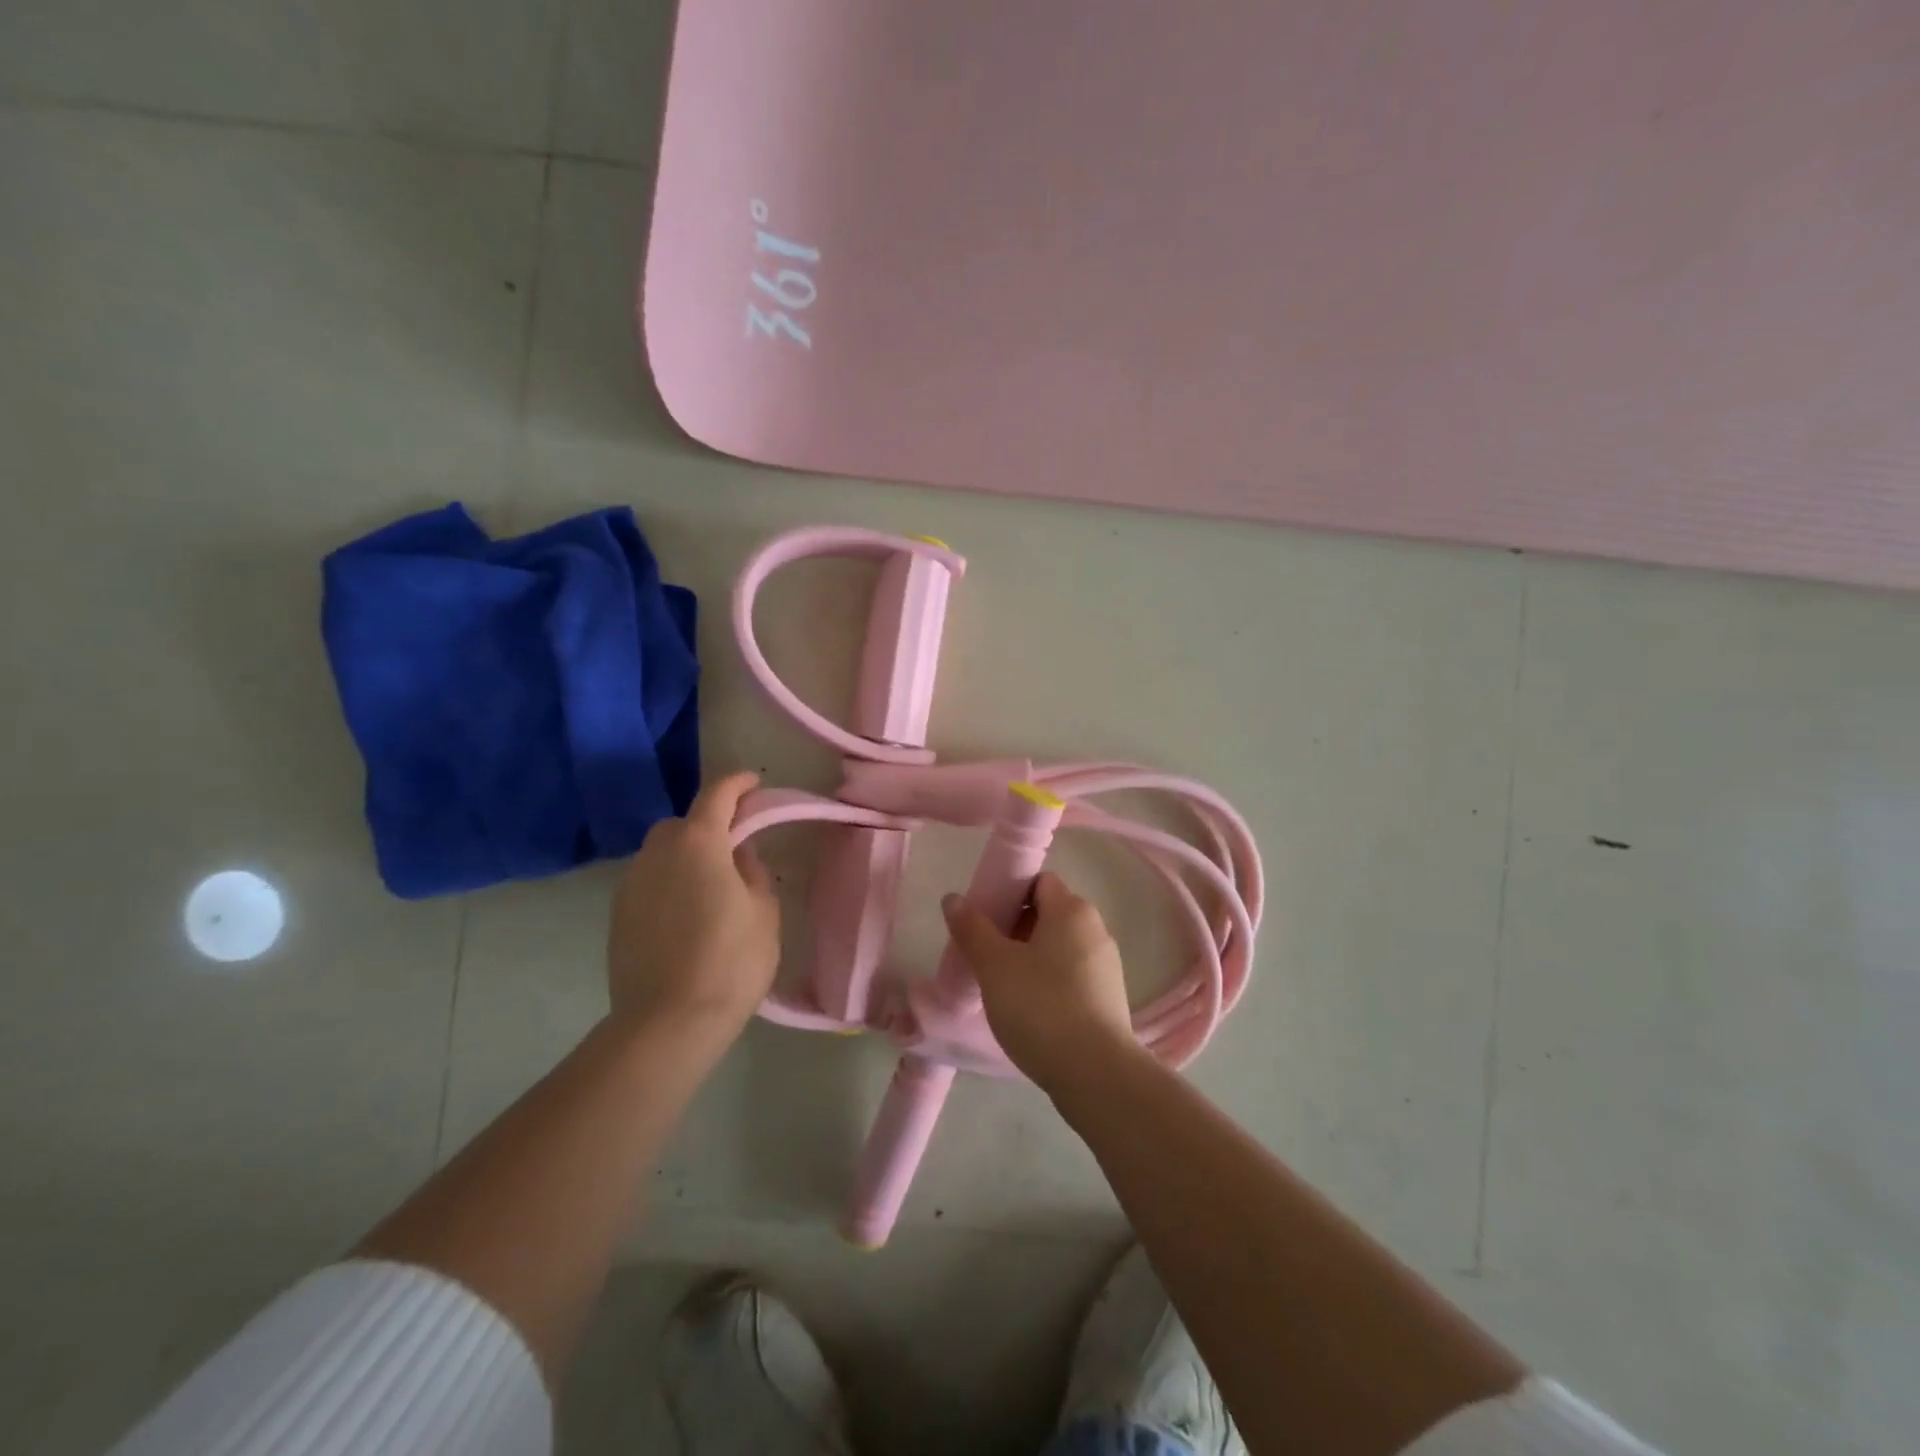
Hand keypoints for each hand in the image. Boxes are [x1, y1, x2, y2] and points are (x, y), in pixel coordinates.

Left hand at [607, 771, 779, 1035]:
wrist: (667, 1022)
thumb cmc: (730, 960)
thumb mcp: (763, 910)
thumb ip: (752, 871)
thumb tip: (737, 856)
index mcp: (698, 842)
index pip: (717, 794)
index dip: (738, 783)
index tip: (754, 782)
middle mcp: (657, 852)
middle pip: (684, 823)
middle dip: (710, 824)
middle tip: (736, 845)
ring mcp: (631, 883)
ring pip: (663, 853)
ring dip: (687, 855)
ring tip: (712, 885)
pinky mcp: (618, 914)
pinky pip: (649, 881)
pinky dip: (669, 882)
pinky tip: (687, 913)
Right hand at [940, 872, 1140, 1094]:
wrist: (1096, 1074)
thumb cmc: (1041, 1007)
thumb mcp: (995, 966)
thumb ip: (972, 928)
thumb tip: (953, 898)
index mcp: (1072, 910)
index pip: (1038, 881)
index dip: (1008, 893)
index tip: (983, 920)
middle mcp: (1095, 929)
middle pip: (1048, 913)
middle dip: (1014, 928)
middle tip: (985, 955)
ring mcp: (1106, 965)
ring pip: (1059, 947)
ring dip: (1030, 957)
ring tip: (1002, 986)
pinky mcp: (1108, 998)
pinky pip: (1071, 975)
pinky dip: (1049, 982)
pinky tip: (1029, 1010)